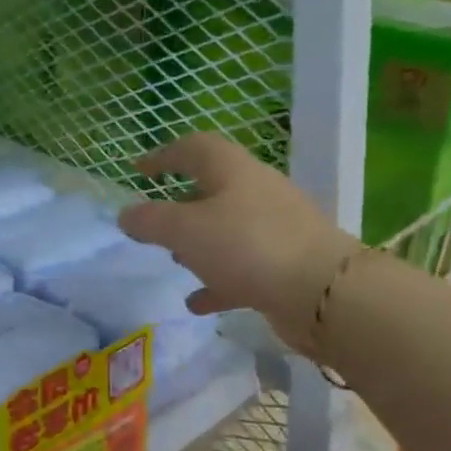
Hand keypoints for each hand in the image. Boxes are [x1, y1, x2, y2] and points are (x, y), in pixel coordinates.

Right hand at [116, 133, 358, 353]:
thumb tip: (126, 214)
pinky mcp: (287, 263)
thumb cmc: (246, 246)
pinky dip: (218, 279)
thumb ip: (149, 220)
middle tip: (155, 224)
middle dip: (180, 205)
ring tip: (176, 261)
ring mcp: (277, 228)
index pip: (194, 148)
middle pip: (213, 188)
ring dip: (199, 242)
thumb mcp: (184, 230)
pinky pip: (243, 266)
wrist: (324, 293)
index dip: (163, 155)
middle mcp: (257, 191)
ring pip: (228, 228)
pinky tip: (197, 302)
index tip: (137, 171)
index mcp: (233, 170)